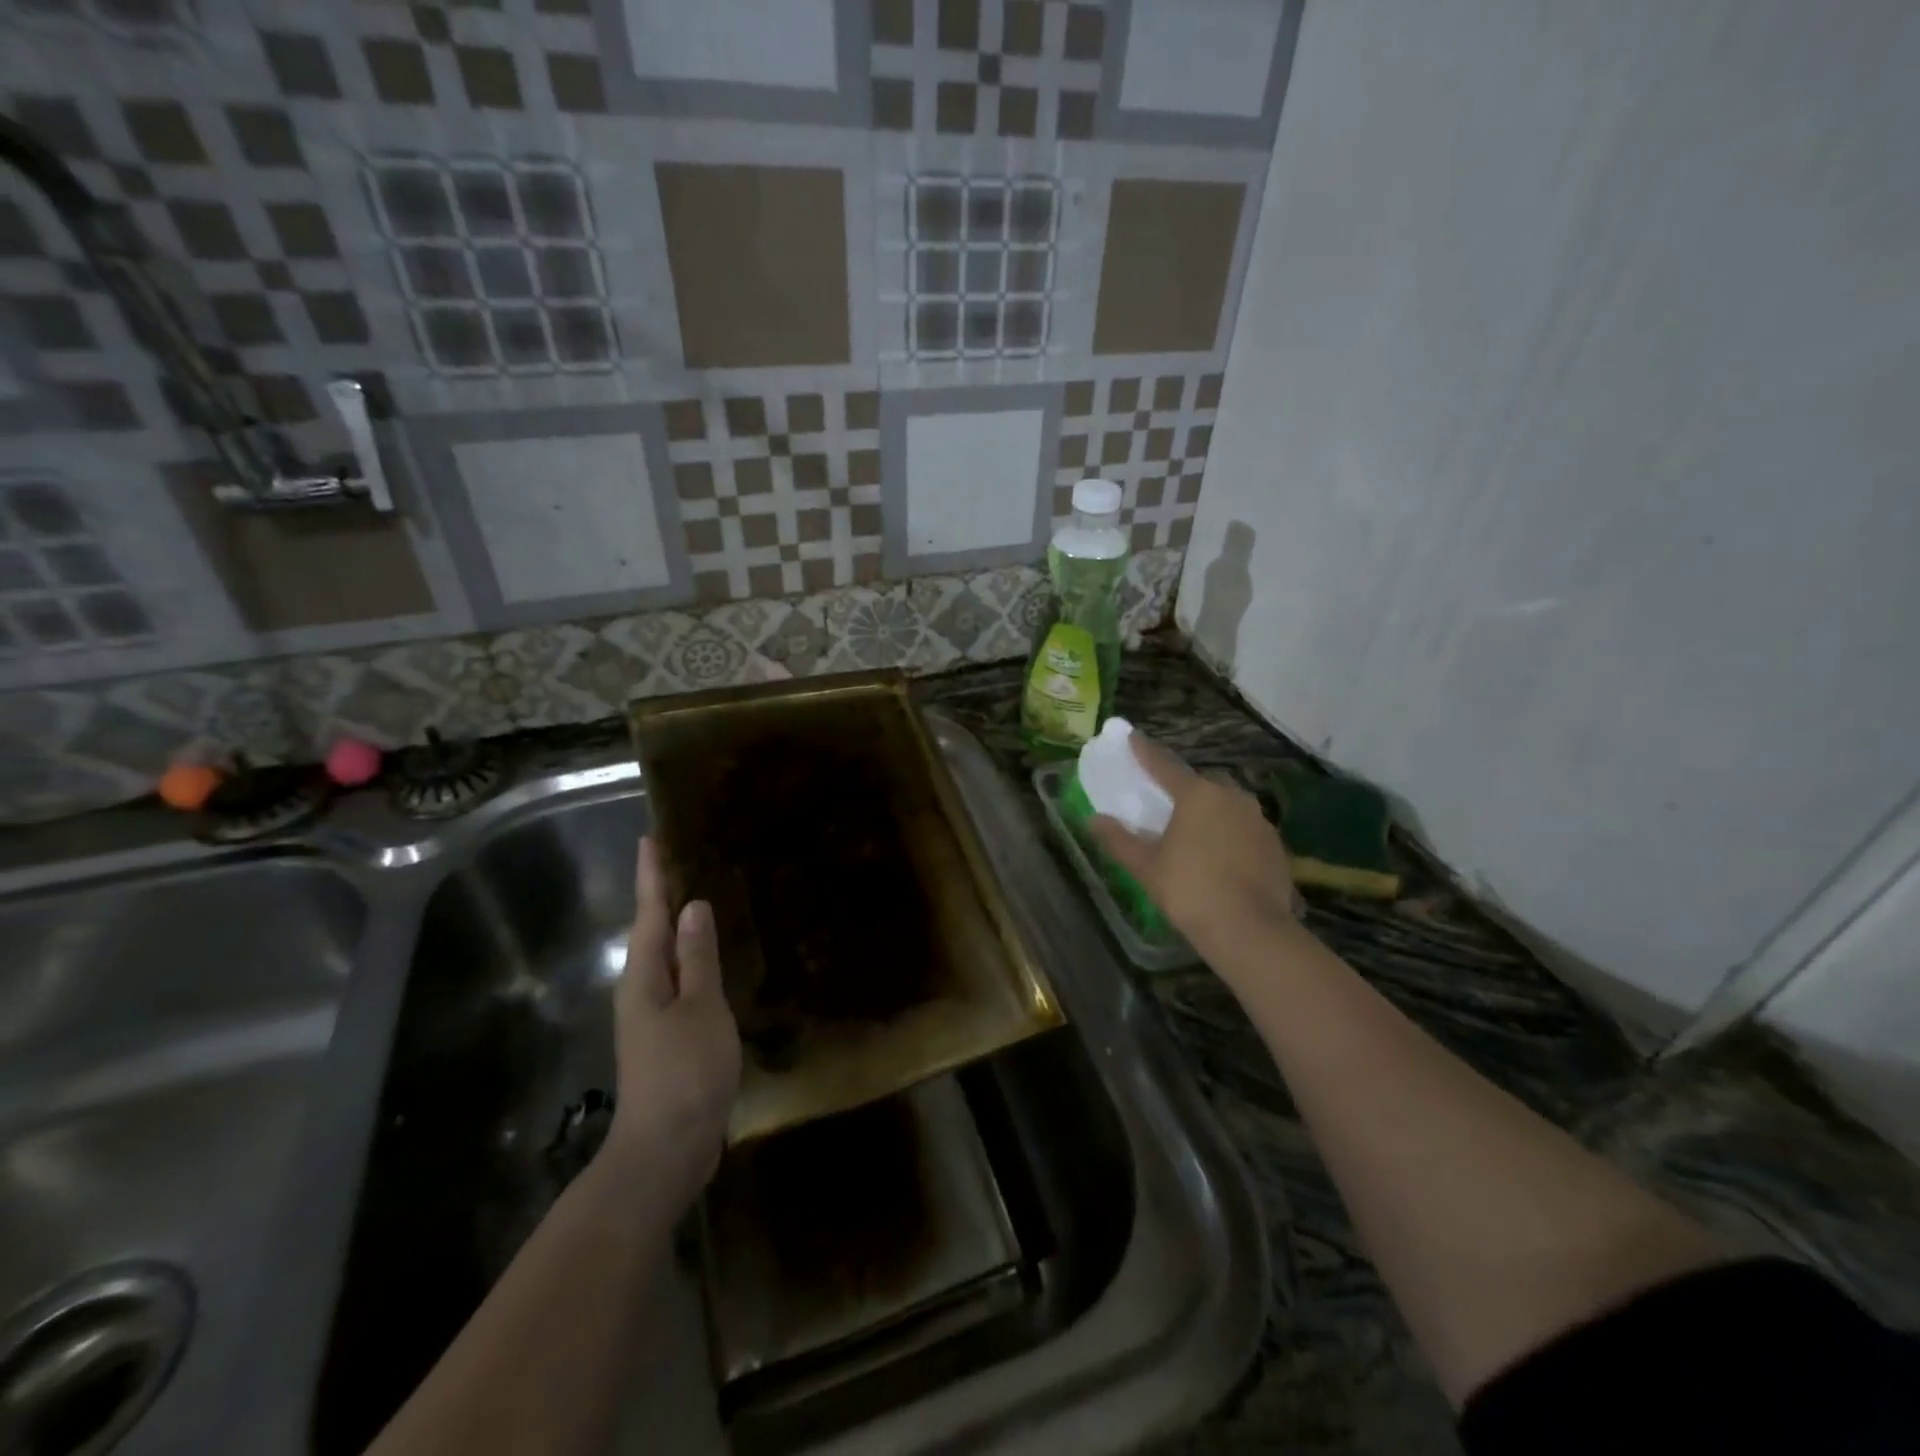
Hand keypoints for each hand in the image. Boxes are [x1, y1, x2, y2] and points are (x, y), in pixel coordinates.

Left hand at [608, 836, 740, 1206]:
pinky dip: (692, 959)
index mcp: (644, 975)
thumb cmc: (684, 1072)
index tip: (651, 837)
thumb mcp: (700, 1008)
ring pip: (665, 956)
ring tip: (698, 896)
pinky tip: (710, 957)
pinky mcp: (668, 1036)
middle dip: (662, 894)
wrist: (666, 1150)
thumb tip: (692, 906)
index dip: (652, 875)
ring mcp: (652, 1015)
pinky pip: (680, 981)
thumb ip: (698, 957)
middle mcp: (641, 989)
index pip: (649, 912)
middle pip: (652, 930)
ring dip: (677, 925)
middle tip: (680, 857)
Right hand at [1089, 735, 1298, 961]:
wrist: (1250, 929)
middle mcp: (1231, 796)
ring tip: (1193, 834)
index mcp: (1197, 794)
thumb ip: (1119, 840)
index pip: (1164, 765)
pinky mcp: (1275, 844)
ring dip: (1209, 813)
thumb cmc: (1190, 890)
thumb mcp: (1146, 866)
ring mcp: (1258, 819)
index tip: (1132, 738)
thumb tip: (1093, 820)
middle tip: (1165, 805)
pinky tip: (1220, 858)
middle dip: (1182, 790)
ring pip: (1226, 806)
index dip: (1144, 752)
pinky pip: (1244, 829)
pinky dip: (1229, 835)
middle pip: (1200, 785)